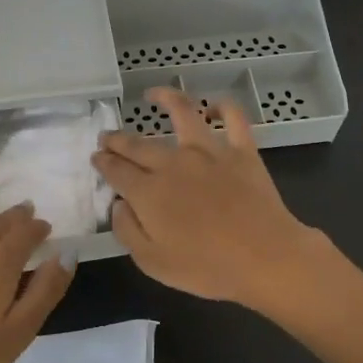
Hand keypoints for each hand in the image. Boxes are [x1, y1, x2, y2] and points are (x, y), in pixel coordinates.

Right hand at [91, 88, 333, 310]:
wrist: (265, 258)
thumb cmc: (207, 268)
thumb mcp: (153, 263)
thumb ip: (128, 231)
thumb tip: (118, 204)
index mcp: (148, 191)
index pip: (116, 170)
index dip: (103, 163)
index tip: (97, 158)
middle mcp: (173, 162)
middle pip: (138, 144)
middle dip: (118, 139)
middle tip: (108, 136)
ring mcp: (209, 151)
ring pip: (183, 112)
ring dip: (165, 99)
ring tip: (153, 94)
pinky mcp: (241, 150)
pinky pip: (233, 118)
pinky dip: (223, 107)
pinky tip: (213, 106)